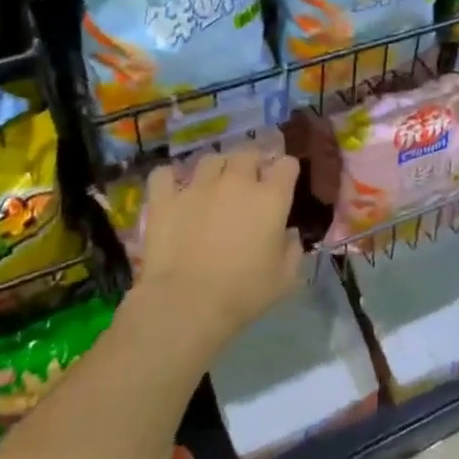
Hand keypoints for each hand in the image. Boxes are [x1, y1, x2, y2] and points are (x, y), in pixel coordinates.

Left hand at [133, 150, 301, 359]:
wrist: (186, 304)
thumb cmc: (243, 293)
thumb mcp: (285, 278)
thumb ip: (293, 249)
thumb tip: (288, 234)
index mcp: (271, 197)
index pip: (287, 164)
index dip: (286, 172)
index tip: (283, 185)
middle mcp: (236, 181)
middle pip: (248, 153)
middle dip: (252, 163)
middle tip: (249, 183)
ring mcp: (198, 186)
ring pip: (210, 159)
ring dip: (217, 168)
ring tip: (214, 184)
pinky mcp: (165, 199)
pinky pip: (165, 174)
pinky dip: (170, 178)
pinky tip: (174, 190)